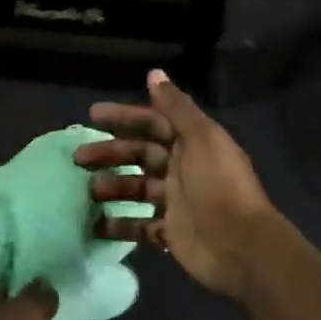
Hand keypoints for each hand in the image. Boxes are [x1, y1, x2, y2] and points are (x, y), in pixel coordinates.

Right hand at [75, 69, 281, 299]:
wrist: (241, 246)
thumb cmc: (218, 185)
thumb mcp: (201, 138)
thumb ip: (176, 107)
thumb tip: (154, 73)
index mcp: (191, 143)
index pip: (152, 123)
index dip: (124, 117)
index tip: (93, 115)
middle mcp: (182, 169)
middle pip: (140, 155)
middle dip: (111, 153)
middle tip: (79, 156)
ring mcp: (176, 202)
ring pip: (137, 188)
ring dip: (113, 186)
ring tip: (89, 190)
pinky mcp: (171, 233)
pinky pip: (140, 226)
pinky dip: (119, 225)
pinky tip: (97, 224)